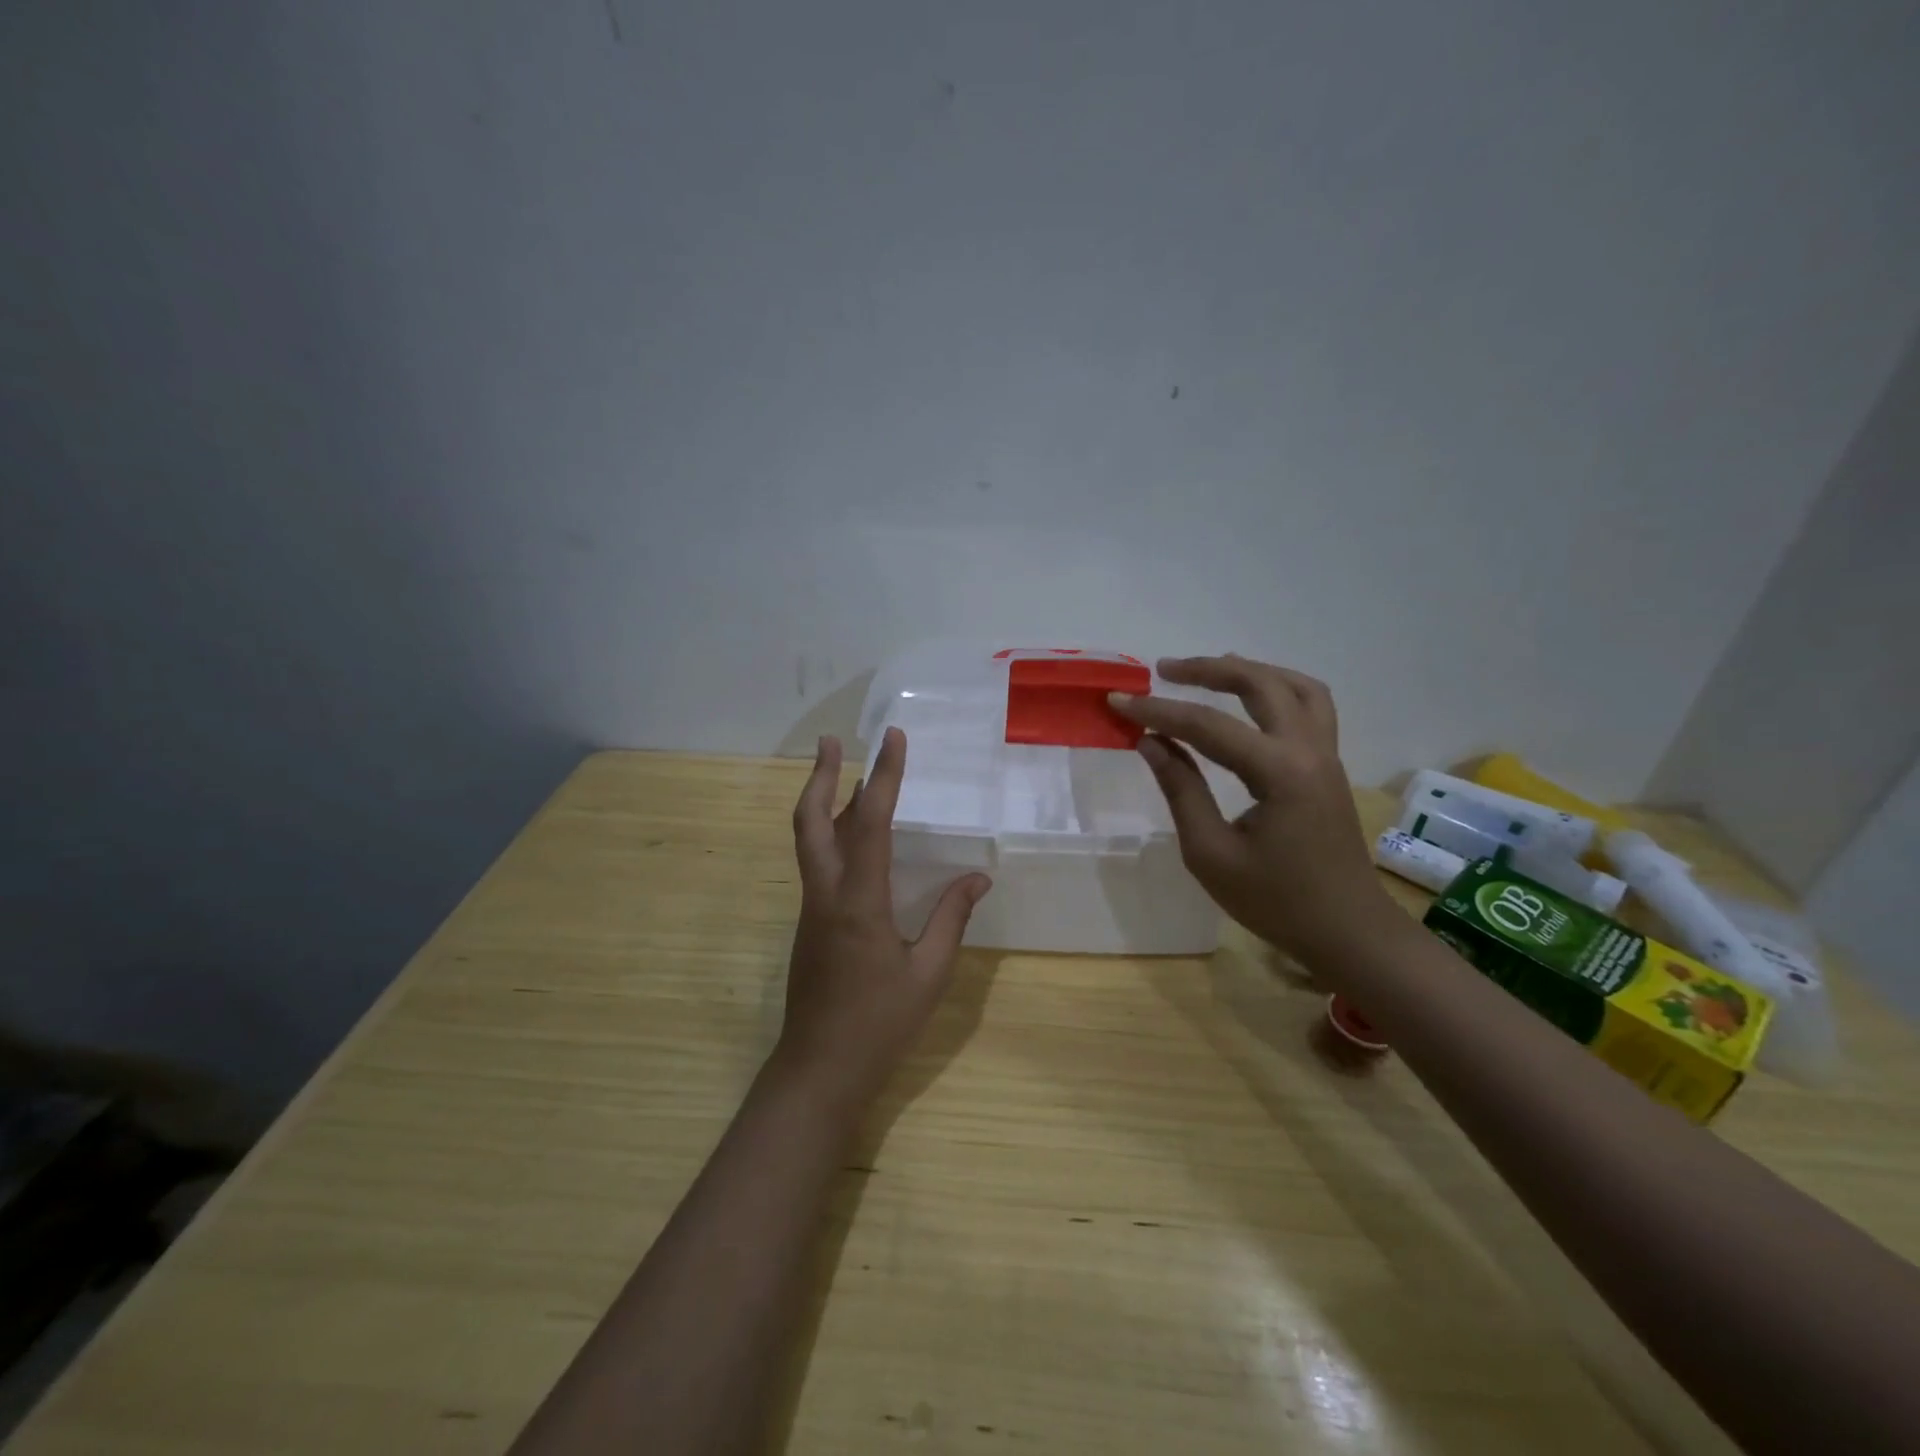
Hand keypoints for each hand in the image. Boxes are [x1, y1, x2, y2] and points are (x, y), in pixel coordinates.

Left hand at [773, 727, 991, 1113]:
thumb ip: (951, 919)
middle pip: (810, 821)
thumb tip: (978, 878)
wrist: (818, 1069)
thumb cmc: (879, 1023)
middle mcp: (826, 894)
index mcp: (858, 901)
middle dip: (820, 776)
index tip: (892, 738)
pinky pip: (819, 863)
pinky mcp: (810, 923)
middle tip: (831, 741)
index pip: (870, 822)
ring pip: (810, 840)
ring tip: (843, 772)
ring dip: (823, 801)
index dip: (883, 776)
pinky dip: (832, 833)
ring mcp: (811, 908)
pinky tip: (854, 835)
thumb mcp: (929, 973)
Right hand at [1110, 655, 1396, 963]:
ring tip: (1211, 670)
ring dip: (1251, 671)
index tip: (1118, 702)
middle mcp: (1309, 750)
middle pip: (1260, 685)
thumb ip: (1181, 790)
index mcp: (1279, 773)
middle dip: (1209, 670)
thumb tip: (1151, 742)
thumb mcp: (1211, 853)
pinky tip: (1252, 699)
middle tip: (1163, 670)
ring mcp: (1326, 754)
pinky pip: (1310, 706)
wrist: (1347, 931)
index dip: (1158, 711)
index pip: (1208, 726)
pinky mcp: (1328, 765)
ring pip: (1295, 686)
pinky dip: (1277, 688)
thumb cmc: (1275, 902)